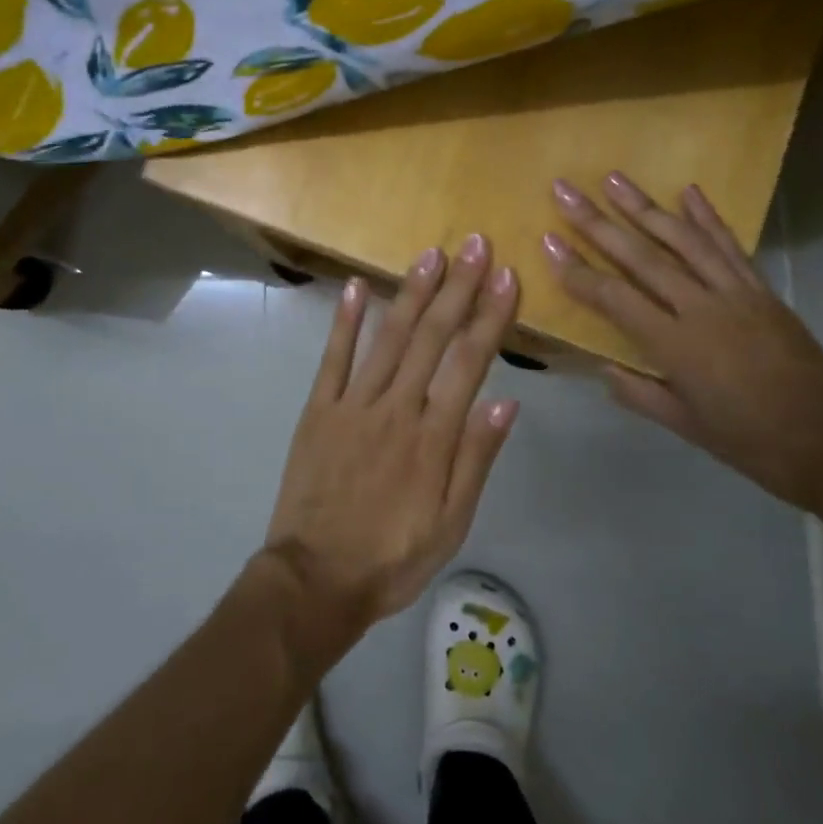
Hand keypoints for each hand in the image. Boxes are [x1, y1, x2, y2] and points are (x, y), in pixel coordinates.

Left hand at [262, 236, 521, 643]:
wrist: (315, 579)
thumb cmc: (393, 556)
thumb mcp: (451, 524)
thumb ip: (476, 460)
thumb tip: (506, 402)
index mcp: (433, 437)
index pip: (470, 363)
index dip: (490, 317)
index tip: (507, 278)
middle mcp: (396, 408)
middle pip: (432, 337)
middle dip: (457, 288)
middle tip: (475, 244)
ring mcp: (353, 404)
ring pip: (387, 337)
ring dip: (411, 292)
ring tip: (431, 254)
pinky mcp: (319, 409)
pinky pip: (333, 357)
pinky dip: (344, 320)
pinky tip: (355, 286)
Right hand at [543, 172, 822, 516]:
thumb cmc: (748, 442)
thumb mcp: (684, 425)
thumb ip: (638, 392)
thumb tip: (603, 366)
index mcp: (676, 346)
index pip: (614, 297)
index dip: (577, 269)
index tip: (548, 239)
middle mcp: (702, 309)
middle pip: (642, 257)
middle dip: (598, 222)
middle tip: (566, 190)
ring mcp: (736, 294)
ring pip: (684, 240)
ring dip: (646, 207)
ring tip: (614, 179)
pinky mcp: (762, 291)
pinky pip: (730, 247)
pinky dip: (708, 217)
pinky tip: (688, 191)